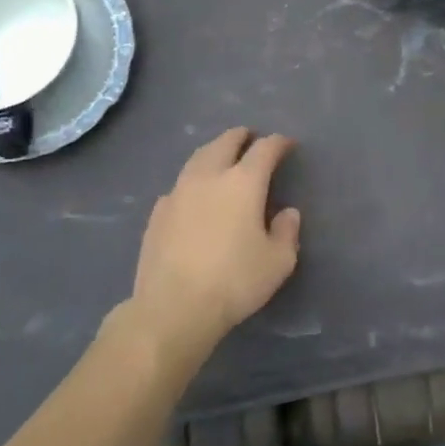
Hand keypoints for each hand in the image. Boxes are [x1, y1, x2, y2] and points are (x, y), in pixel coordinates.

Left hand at [126, 128, 300, 366]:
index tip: (287, 144)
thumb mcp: (278, 262)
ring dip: (214, 151)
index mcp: (243, 182)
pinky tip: (193, 195)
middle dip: (241, 137)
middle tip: (250, 138)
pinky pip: (178, 185)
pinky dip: (192, 181)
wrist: (172, 308)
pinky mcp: (157, 213)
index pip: (265, 149)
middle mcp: (209, 177)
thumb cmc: (234, 282)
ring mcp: (178, 193)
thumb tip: (287, 213)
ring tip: (221, 157)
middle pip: (225, 142)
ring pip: (198, 158)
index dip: (278, 143)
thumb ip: (287, 232)